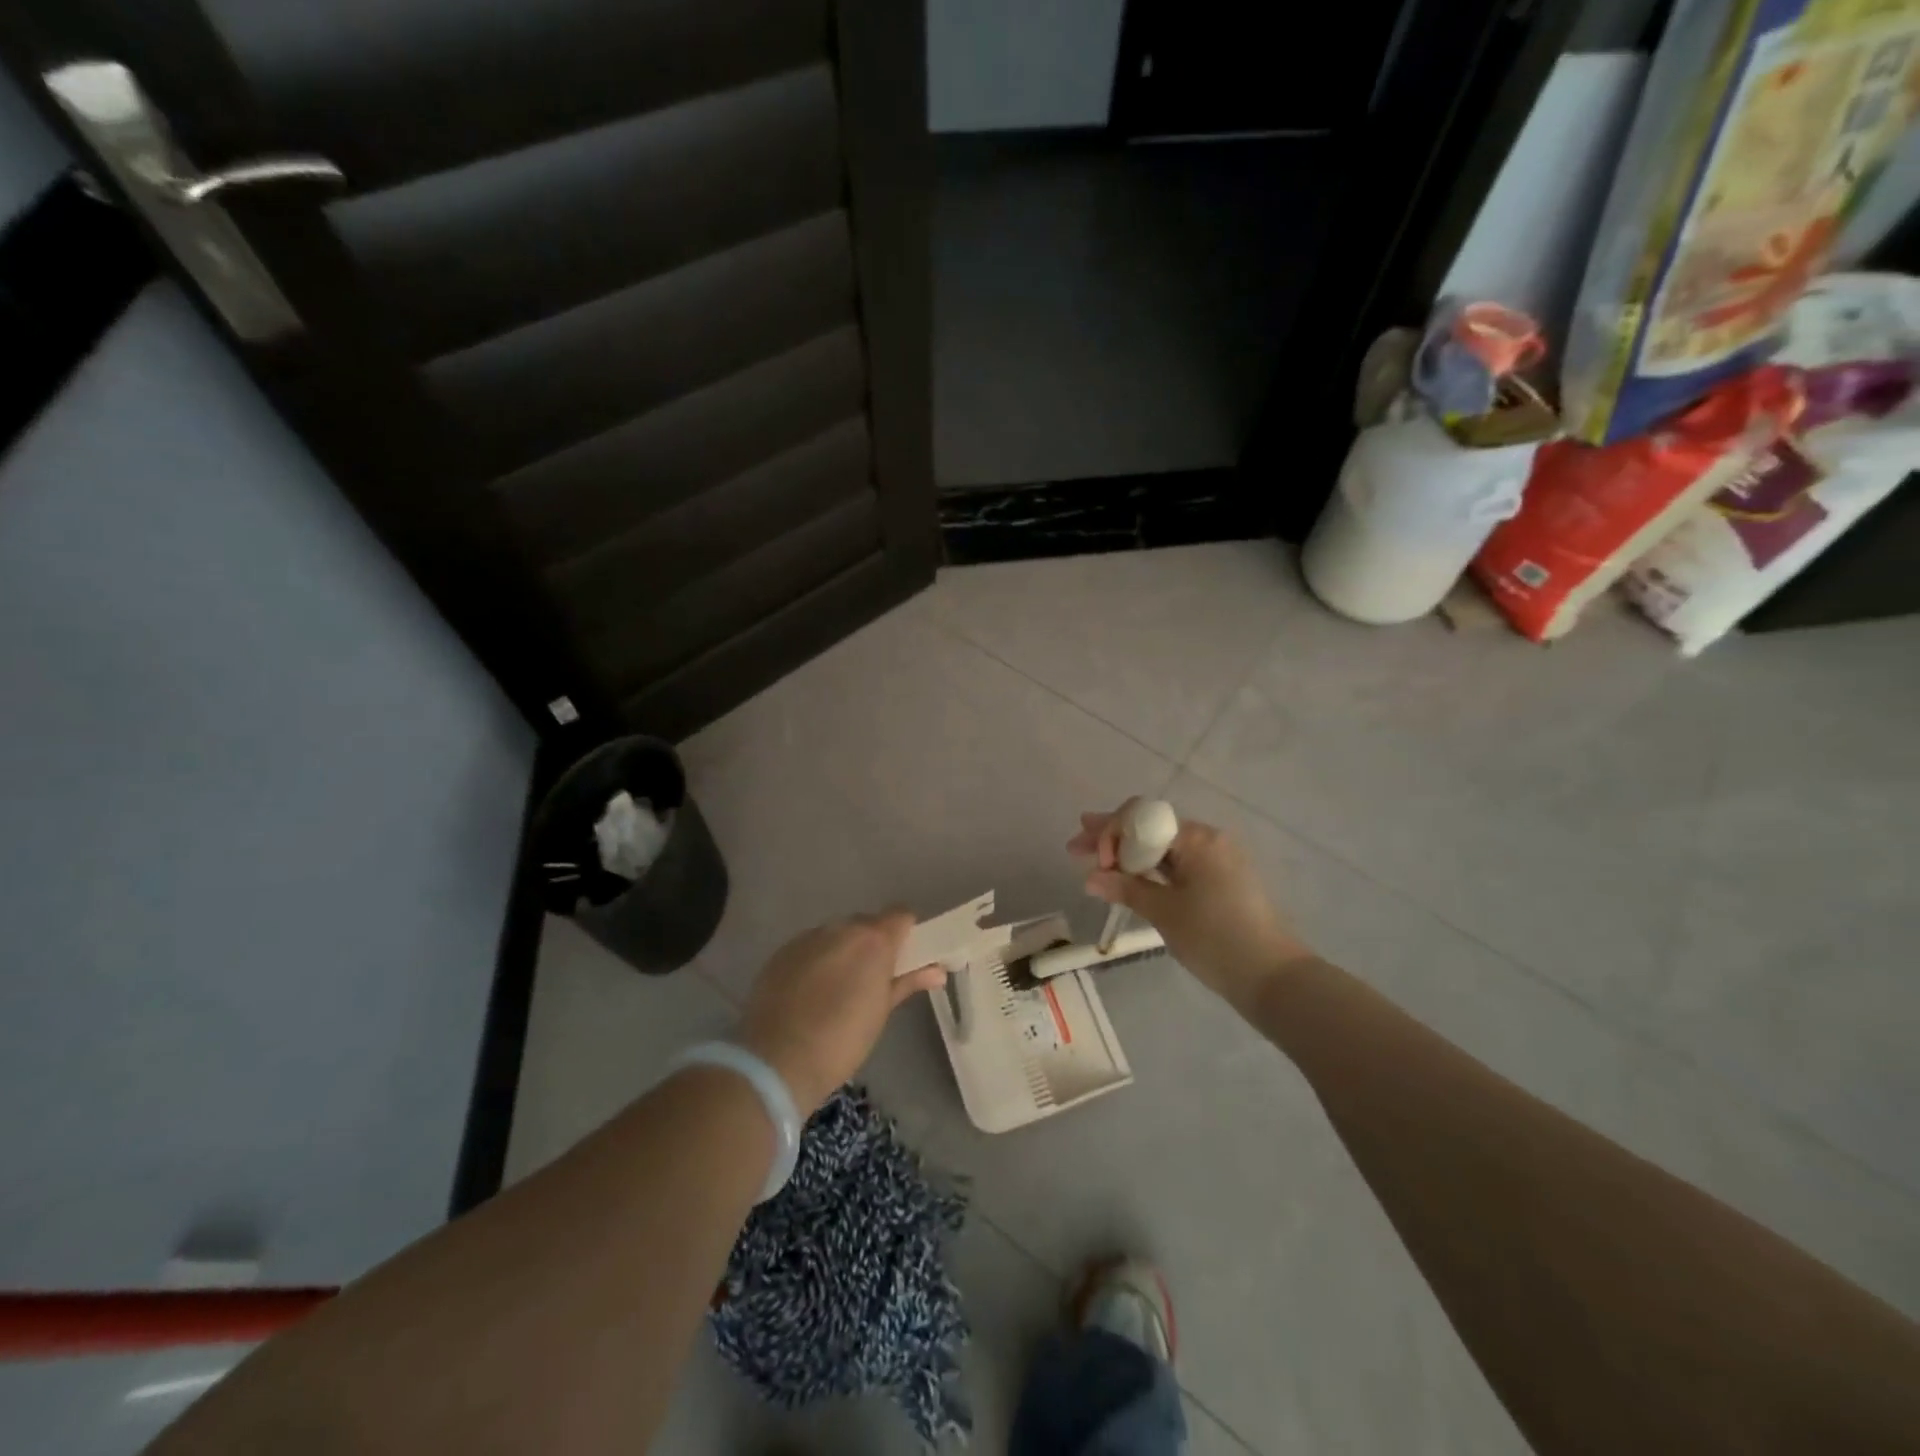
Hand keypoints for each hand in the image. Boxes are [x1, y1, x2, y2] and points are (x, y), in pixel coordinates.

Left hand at [735, 912, 945, 1114]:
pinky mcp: (782, 952)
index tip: (903, 959)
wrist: (777, 1060)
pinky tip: (810, 992)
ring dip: (843, 951)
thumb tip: (937, 971)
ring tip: (837, 989)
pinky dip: (816, 960)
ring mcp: (808, 937)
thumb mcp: (882, 1011)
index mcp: (873, 940)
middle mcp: (841, 928)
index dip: (905, 933)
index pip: (900, 915)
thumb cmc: (843, 1040)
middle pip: (866, 923)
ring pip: (836, 934)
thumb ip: (908, 982)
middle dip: (873, 944)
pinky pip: (810, 946)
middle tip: (871, 980)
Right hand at [1070, 801, 1313, 1012]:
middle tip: (1075, 846)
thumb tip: (1091, 878)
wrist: (1272, 977)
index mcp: (1197, 838)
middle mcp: (1209, 840)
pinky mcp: (1222, 881)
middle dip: (1112, 838)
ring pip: (1162, 848)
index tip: (1093, 860)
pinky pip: (1178, 864)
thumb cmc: (1215, 938)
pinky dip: (1151, 869)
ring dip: (1128, 855)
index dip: (1111, 832)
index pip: (1142, 818)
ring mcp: (1218, 861)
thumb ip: (1125, 889)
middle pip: (1150, 829)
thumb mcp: (1164, 912)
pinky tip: (1128, 878)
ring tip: (1094, 861)